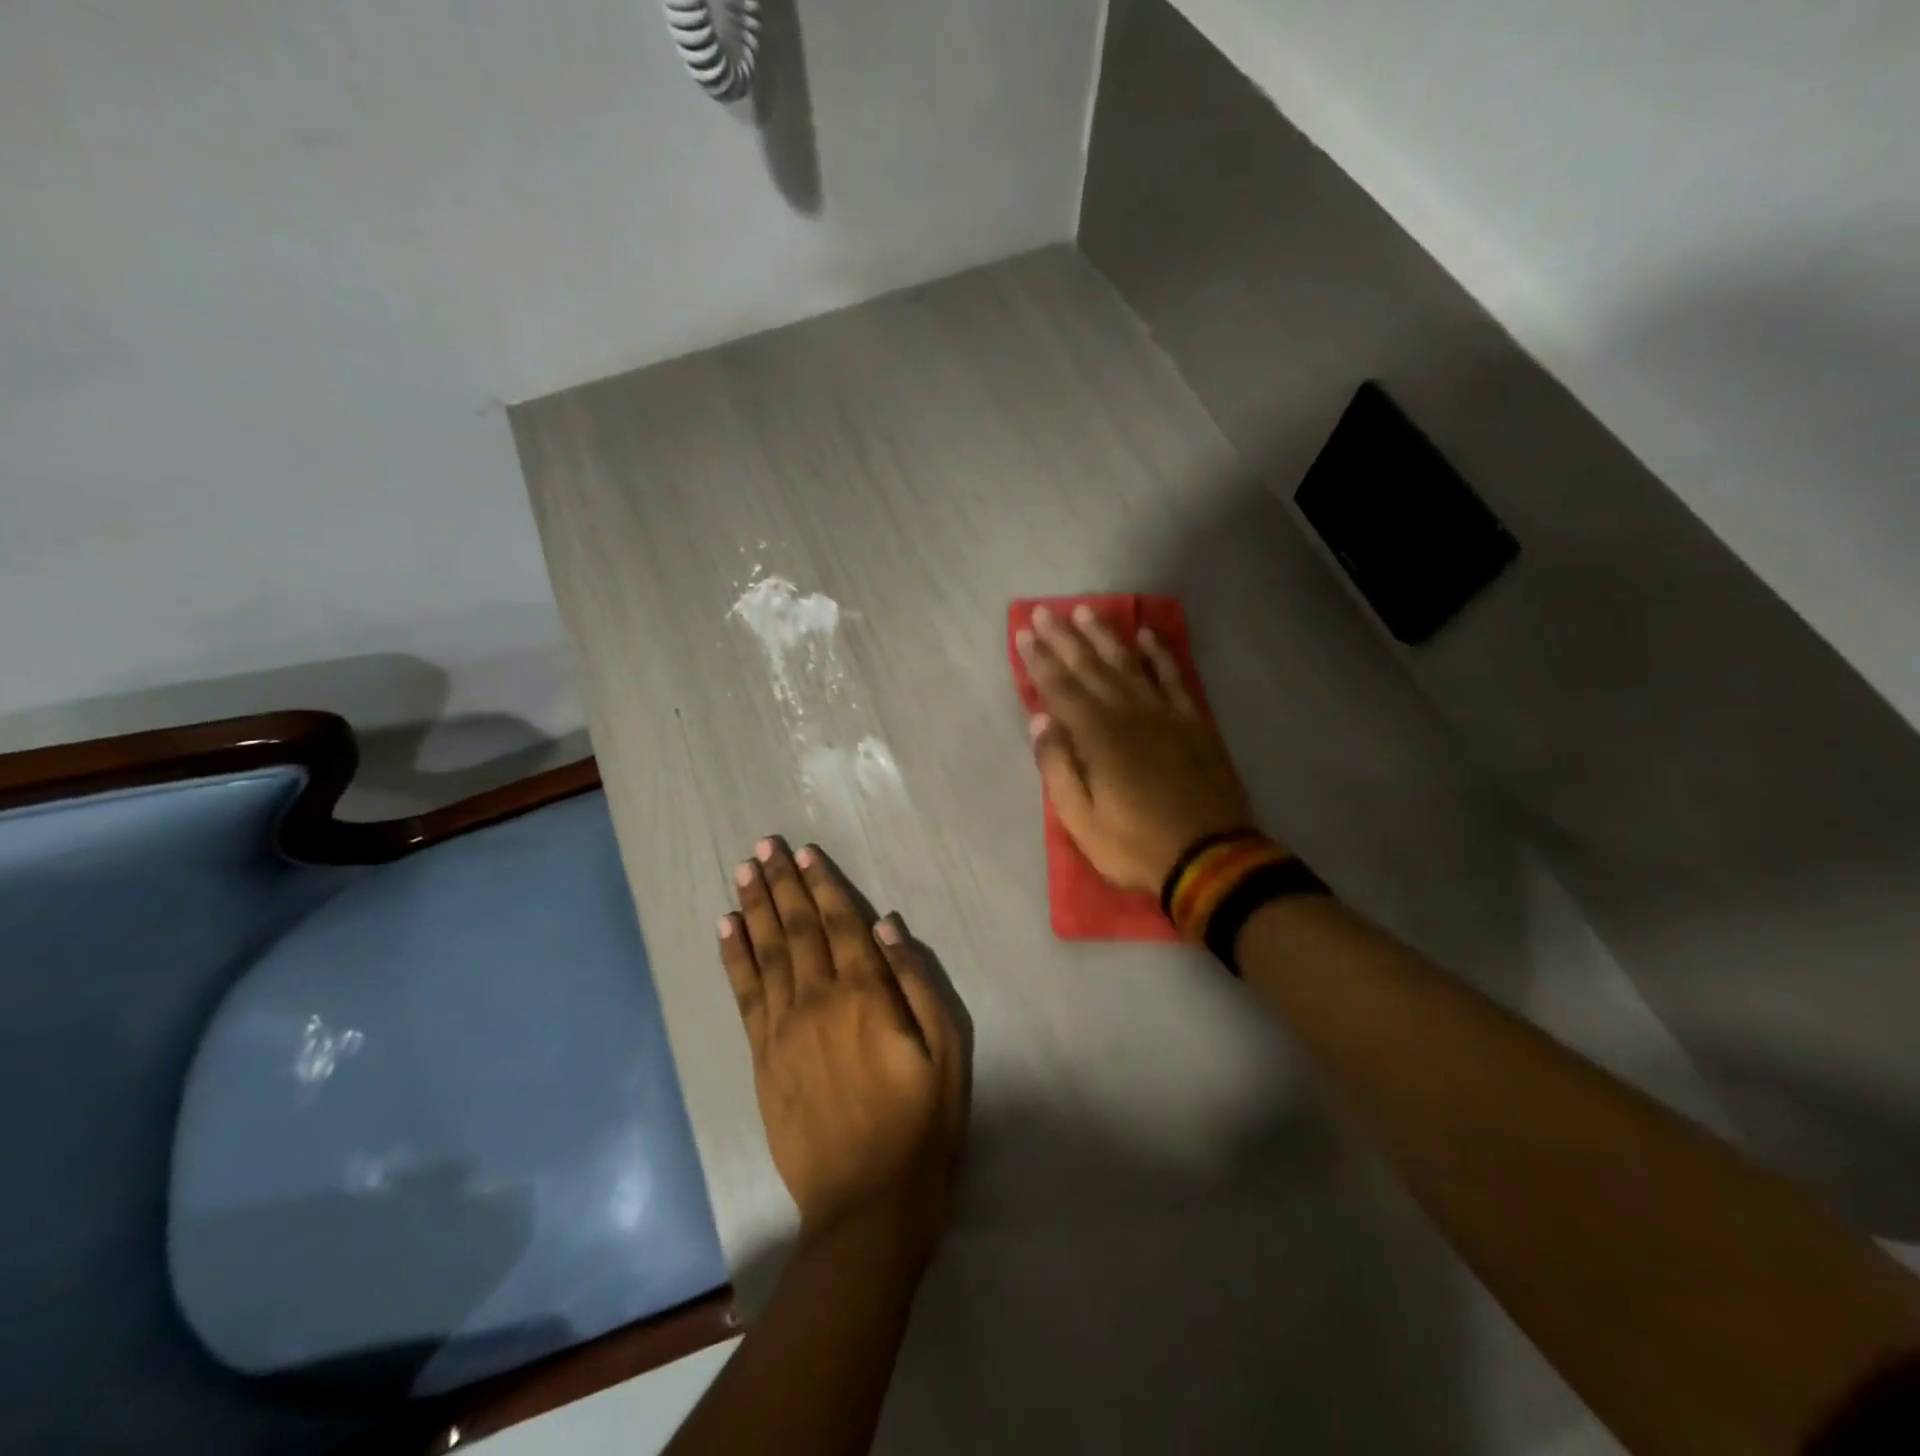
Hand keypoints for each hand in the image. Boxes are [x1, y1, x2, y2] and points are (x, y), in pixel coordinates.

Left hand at [719, 837, 967, 1257]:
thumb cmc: (920, 1126)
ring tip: (743, 872)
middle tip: (763, 847)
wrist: (865, 1206)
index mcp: (864, 996)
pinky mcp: (762, 1058)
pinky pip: (744, 995)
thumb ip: (918, 983)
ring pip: (766, 953)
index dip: (822, 885)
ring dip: (754, 909)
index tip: (804, 853)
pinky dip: (734, 957)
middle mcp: (817, 1001)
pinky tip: (727, 929)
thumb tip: (888, 927)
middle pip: (798, 930)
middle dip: (781, 885)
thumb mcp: (947, 1053)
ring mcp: (782, 1029)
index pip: (840, 924)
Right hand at [1017, 603, 1260, 892]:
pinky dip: (1159, 654)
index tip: (1023, 633)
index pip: (1060, 689)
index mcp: (1098, 738)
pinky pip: (1173, 677)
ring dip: (1105, 636)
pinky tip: (1147, 635)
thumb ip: (1058, 768)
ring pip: (1129, 663)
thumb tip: (1041, 721)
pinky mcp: (1193, 721)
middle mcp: (1129, 713)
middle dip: (1064, 638)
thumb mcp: (1082, 821)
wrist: (1212, 858)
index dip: (1039, 660)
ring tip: (1086, 611)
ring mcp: (1165, 714)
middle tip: (1044, 612)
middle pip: (1091, 667)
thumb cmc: (1137, 845)